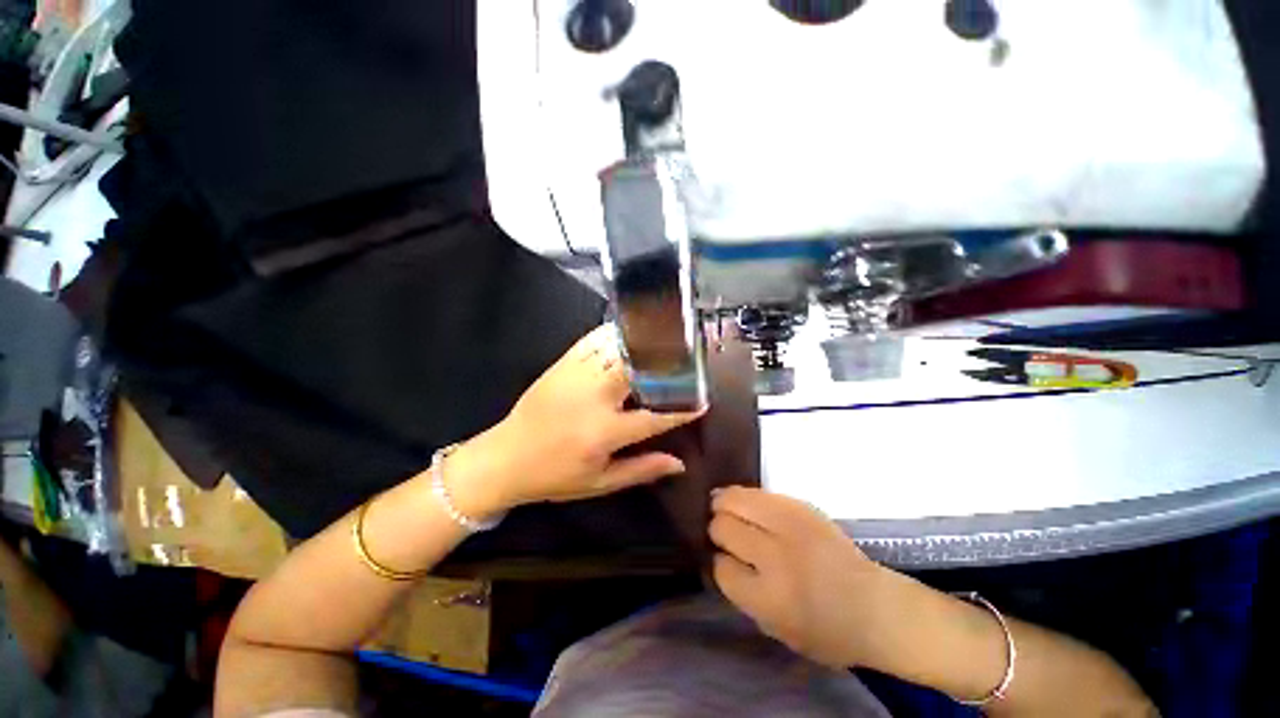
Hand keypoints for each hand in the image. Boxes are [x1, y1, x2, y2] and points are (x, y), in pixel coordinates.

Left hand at [451, 325, 703, 516]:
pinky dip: (612, 333)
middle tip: (685, 359)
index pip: (654, 417)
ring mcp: (576, 376)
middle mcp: (594, 398)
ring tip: (664, 340)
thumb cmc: (554, 475)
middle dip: (665, 362)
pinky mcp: (561, 364)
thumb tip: (679, 463)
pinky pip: (591, 341)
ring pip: (616, 350)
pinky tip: (626, 331)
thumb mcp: (600, 483)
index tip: (704, 401)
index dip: (683, 410)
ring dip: (643, 343)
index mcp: (604, 431)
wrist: (505, 458)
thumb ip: (642, 470)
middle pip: (638, 370)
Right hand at [709, 487, 901, 668]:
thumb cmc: (826, 631)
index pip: (721, 567)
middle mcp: (775, 558)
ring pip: (734, 499)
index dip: (718, 562)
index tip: (724, 560)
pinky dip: (743, 496)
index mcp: (767, 598)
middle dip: (717, 530)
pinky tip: (742, 502)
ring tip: (721, 507)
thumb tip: (719, 557)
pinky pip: (757, 492)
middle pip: (723, 527)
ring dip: (722, 504)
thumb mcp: (775, 628)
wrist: (875, 607)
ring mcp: (789, 526)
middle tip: (722, 533)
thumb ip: (743, 593)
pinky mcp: (800, 506)